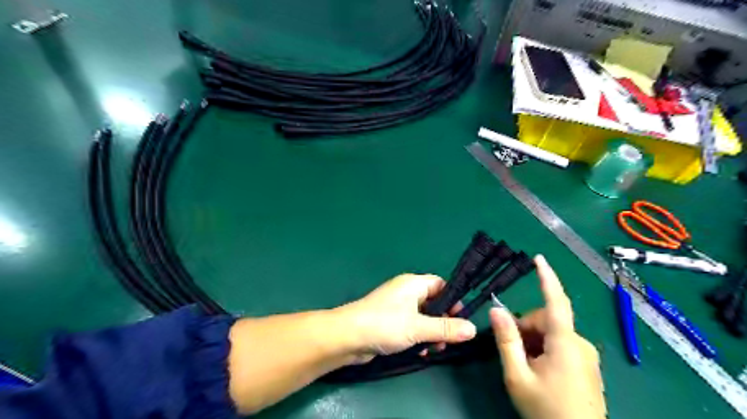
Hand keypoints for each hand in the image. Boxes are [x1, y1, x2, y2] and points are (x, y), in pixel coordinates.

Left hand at [336, 274, 474, 361]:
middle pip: (433, 302)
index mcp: (413, 284)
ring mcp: (397, 307)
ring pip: (423, 317)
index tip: (462, 319)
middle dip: (443, 320)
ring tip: (436, 348)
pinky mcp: (390, 322)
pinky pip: (411, 326)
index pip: (440, 285)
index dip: (453, 300)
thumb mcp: (418, 327)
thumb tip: (473, 328)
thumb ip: (445, 328)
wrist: (348, 337)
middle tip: (451, 338)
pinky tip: (421, 352)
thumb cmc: (385, 324)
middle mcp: (406, 292)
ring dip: (432, 332)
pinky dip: (419, 336)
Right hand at [492, 256, 606, 418]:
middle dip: (526, 329)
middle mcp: (580, 343)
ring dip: (534, 341)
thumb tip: (495, 309)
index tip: (539, 259)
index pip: (556, 302)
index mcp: (565, 343)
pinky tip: (540, 371)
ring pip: (552, 333)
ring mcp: (586, 355)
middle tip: (514, 354)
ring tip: (526, 367)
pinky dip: (545, 349)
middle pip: (546, 320)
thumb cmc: (546, 411)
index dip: (547, 278)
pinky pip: (561, 345)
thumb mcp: (517, 376)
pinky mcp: (588, 365)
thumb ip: (506, 340)